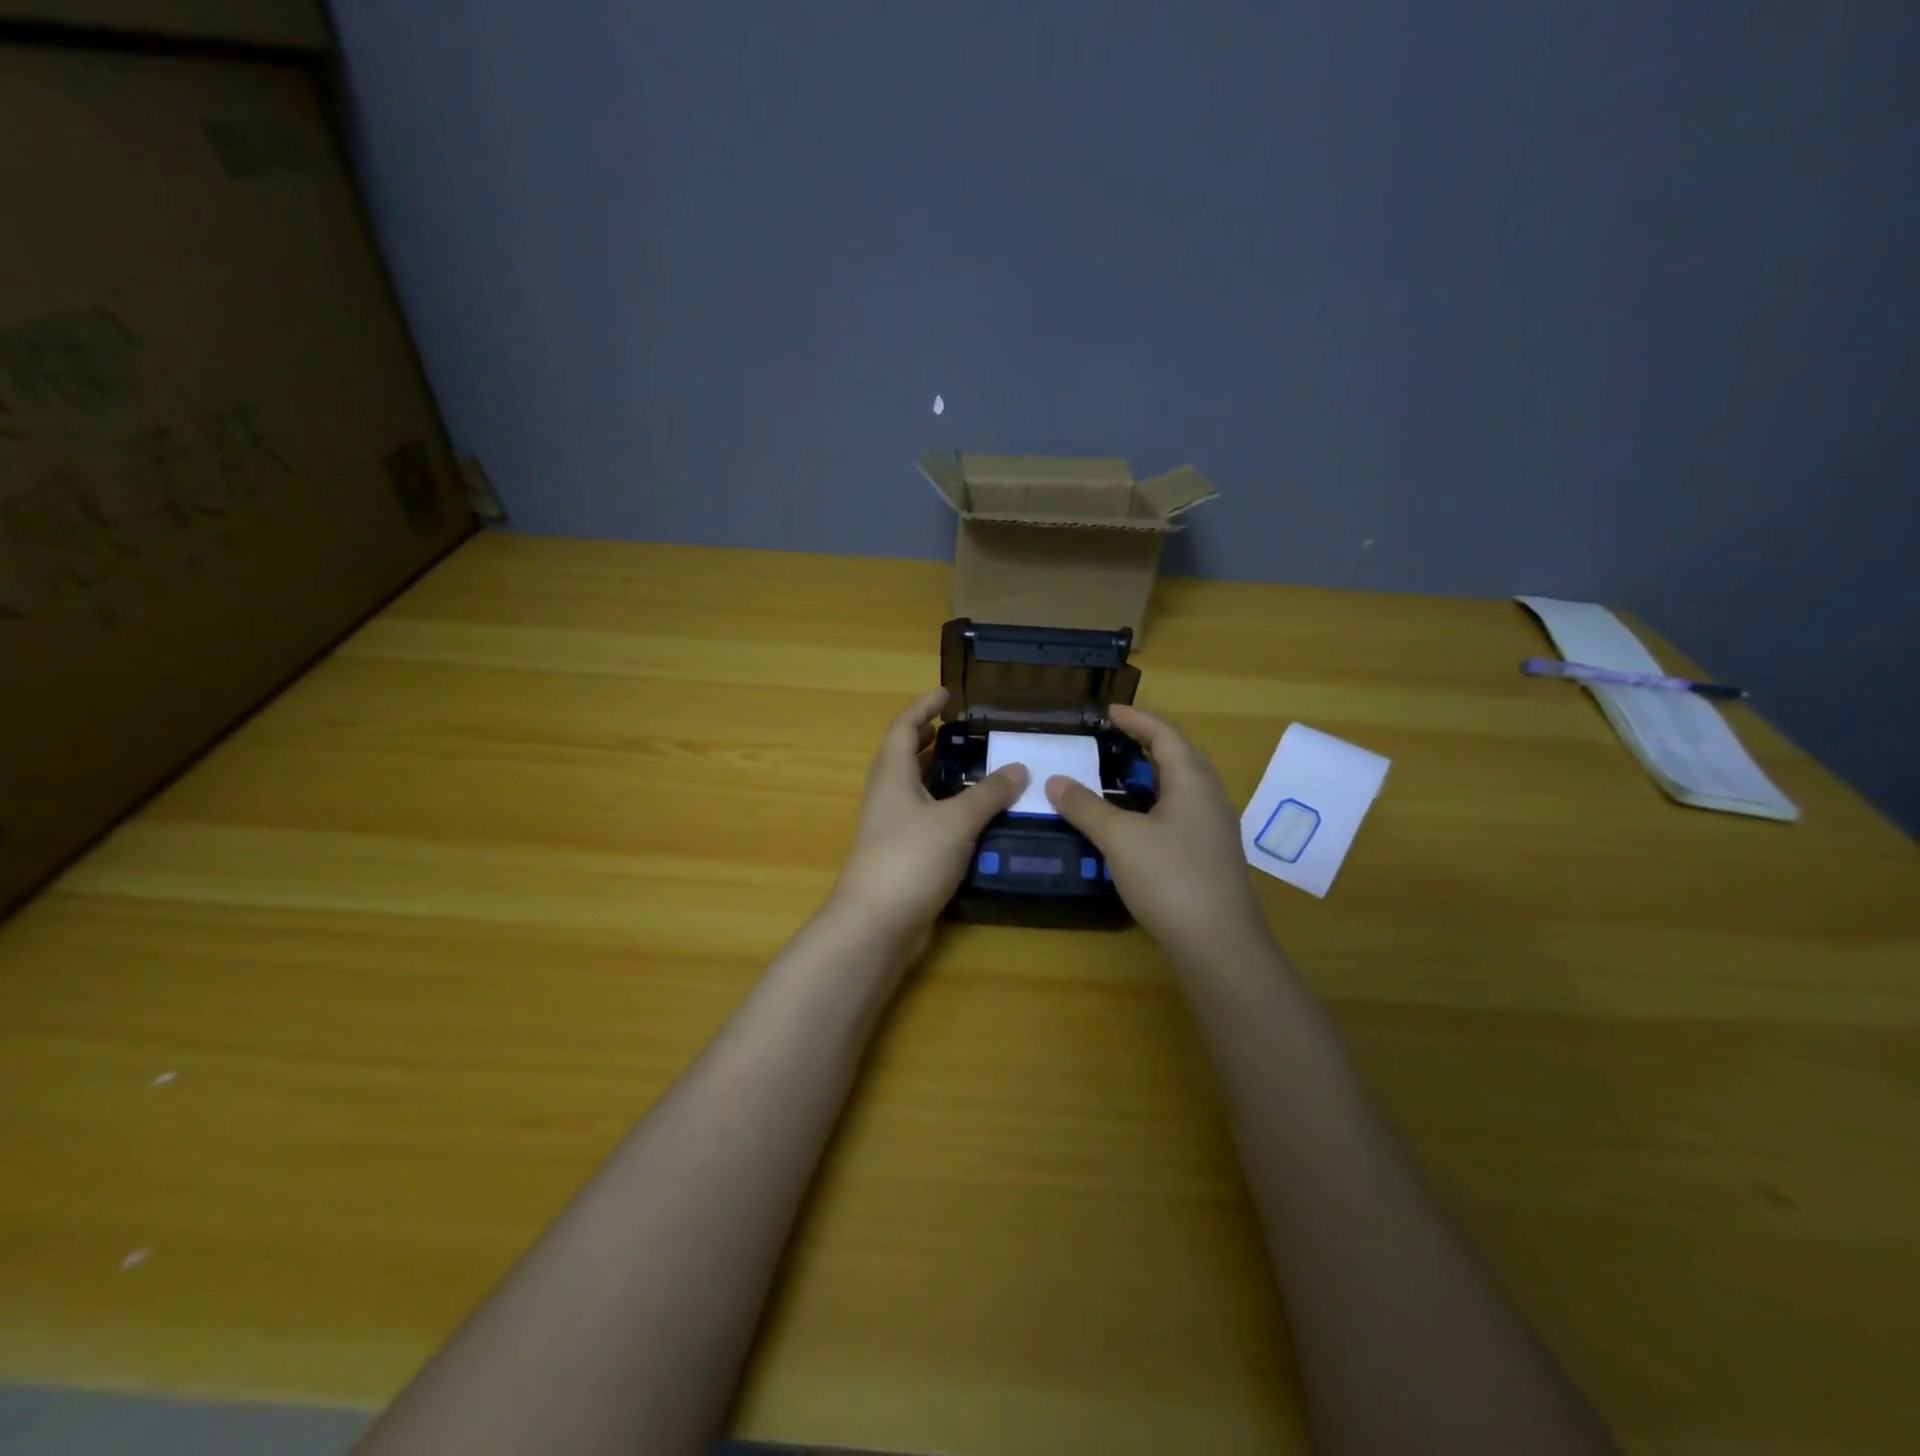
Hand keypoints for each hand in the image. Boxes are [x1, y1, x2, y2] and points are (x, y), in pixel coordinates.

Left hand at [830, 690, 1028, 955]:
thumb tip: (1019, 768)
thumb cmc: (911, 858)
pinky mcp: (902, 855)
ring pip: (915, 790)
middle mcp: (887, 796)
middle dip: (928, 739)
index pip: (903, 728)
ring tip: (973, 767)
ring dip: (939, 774)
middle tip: (959, 729)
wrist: (877, 923)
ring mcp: (891, 828)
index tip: (947, 693)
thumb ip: (989, 793)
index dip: (923, 707)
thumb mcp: (957, 820)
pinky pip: (926, 819)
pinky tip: (974, 817)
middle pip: (904, 757)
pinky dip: (947, 808)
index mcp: (892, 776)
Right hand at [1045, 705, 1267, 966]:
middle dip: (1150, 743)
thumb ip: (1086, 807)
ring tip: (1121, 777)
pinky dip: (1157, 803)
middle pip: (1182, 756)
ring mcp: (1214, 830)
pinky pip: (1182, 813)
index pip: (1166, 734)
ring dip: (1154, 775)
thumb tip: (1055, 781)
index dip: (1137, 719)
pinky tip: (1137, 823)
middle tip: (1116, 740)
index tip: (1109, 711)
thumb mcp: (1119, 838)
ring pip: (1184, 787)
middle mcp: (1210, 798)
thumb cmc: (1170, 878)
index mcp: (1193, 782)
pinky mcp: (1210, 856)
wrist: (1218, 944)